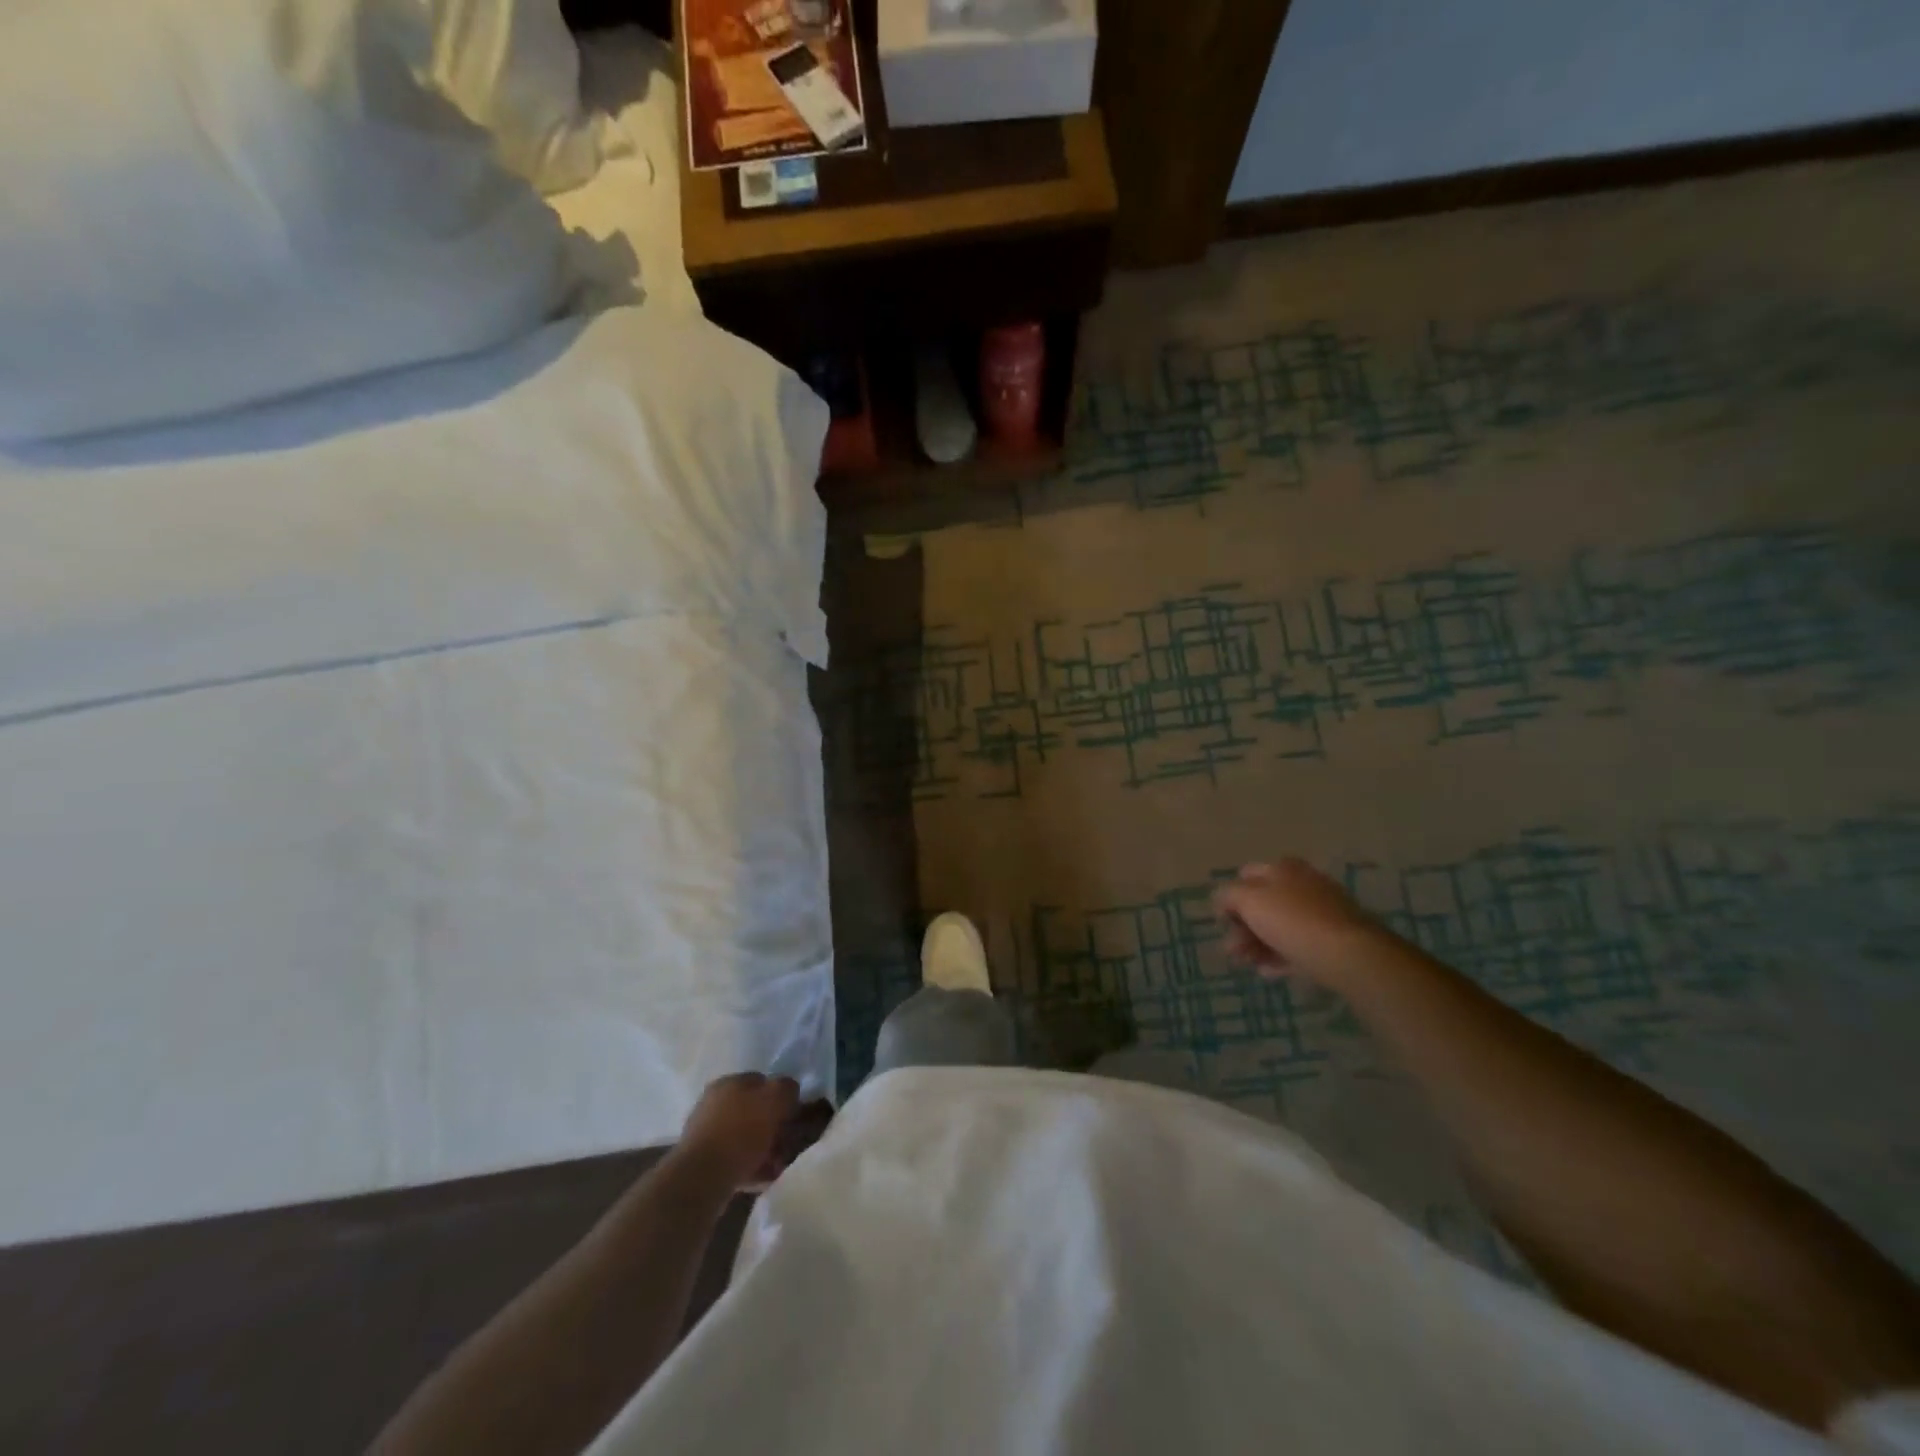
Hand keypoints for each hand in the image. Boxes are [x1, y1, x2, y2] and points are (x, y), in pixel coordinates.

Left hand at [675, 1072, 801, 1191]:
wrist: (701, 1179)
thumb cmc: (741, 1132)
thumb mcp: (774, 1099)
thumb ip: (786, 1088)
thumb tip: (788, 1090)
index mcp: (728, 1083)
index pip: (762, 1081)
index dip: (781, 1096)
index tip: (794, 1115)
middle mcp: (714, 1103)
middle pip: (753, 1111)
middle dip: (773, 1127)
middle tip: (786, 1143)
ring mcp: (706, 1134)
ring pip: (745, 1137)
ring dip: (763, 1149)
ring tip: (777, 1165)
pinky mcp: (703, 1163)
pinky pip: (735, 1160)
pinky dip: (750, 1167)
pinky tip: (762, 1179)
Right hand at [1215, 859, 1384, 987]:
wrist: (1351, 955)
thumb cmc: (1294, 921)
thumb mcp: (1249, 901)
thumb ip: (1227, 895)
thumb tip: (1221, 899)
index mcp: (1283, 868)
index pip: (1245, 875)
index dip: (1229, 897)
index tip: (1222, 922)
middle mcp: (1303, 884)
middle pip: (1262, 903)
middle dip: (1242, 926)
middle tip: (1232, 950)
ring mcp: (1322, 912)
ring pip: (1279, 926)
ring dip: (1257, 944)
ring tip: (1248, 964)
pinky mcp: (1334, 939)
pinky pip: (1299, 945)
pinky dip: (1280, 956)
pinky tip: (1268, 972)